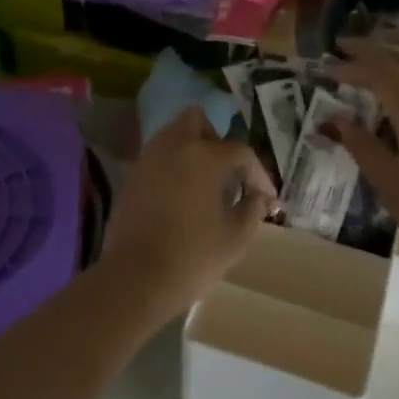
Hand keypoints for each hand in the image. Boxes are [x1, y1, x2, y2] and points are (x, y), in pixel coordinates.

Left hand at [102, 107, 277, 317]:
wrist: (136, 277)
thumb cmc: (193, 255)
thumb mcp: (237, 236)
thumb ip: (253, 208)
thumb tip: (259, 197)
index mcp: (204, 156)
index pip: (240, 152)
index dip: (258, 174)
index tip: (266, 197)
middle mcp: (174, 147)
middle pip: (197, 121)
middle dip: (216, 140)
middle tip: (227, 172)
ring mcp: (148, 159)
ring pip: (173, 136)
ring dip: (192, 150)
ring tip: (205, 184)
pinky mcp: (131, 177)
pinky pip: (158, 157)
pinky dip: (173, 166)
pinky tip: (181, 196)